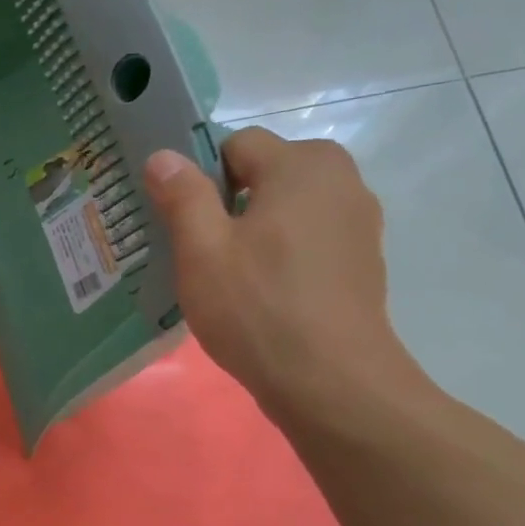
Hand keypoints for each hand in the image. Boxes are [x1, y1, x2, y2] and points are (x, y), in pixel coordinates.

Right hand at [144, 128, 425, 424]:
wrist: (330, 381)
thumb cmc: (257, 308)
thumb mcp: (202, 250)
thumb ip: (182, 194)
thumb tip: (163, 155)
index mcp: (301, 165)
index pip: (236, 144)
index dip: (200, 177)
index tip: (181, 222)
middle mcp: (340, 179)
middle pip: (266, 173)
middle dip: (228, 203)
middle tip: (200, 252)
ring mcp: (358, 221)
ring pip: (287, 208)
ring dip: (255, 230)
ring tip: (228, 278)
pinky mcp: (361, 260)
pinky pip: (308, 238)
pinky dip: (282, 254)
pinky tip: (263, 295)